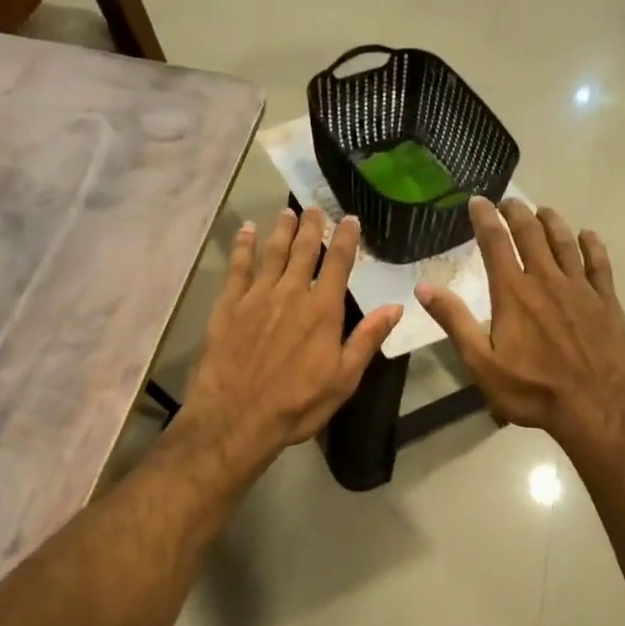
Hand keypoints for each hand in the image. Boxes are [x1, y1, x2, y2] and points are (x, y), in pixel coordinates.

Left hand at [179, 207, 400, 469]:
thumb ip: (368, 338)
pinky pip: (237, 267)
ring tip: (287, 212)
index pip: (339, 264)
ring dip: (281, 230)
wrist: (238, 417)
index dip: (346, 239)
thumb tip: (395, 306)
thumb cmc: (298, 404)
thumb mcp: (345, 378)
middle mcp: (291, 293)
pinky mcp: (228, 305)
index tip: (350, 219)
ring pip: (272, 253)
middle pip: (303, 250)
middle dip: (311, 226)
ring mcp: (256, 296)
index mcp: (323, 310)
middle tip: (315, 208)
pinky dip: (243, 246)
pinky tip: (246, 231)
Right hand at [417, 197, 624, 450]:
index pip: (495, 243)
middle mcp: (546, 279)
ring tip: (543, 211)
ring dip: (551, 222)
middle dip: (518, 213)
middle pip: (531, 234)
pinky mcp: (606, 300)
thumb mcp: (481, 362)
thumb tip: (424, 288)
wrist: (597, 406)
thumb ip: (455, 322)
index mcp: (513, 292)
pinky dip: (592, 245)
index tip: (478, 201)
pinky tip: (587, 236)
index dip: (485, 218)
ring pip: (565, 242)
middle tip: (510, 202)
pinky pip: (599, 263)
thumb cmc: (532, 389)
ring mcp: (580, 288)